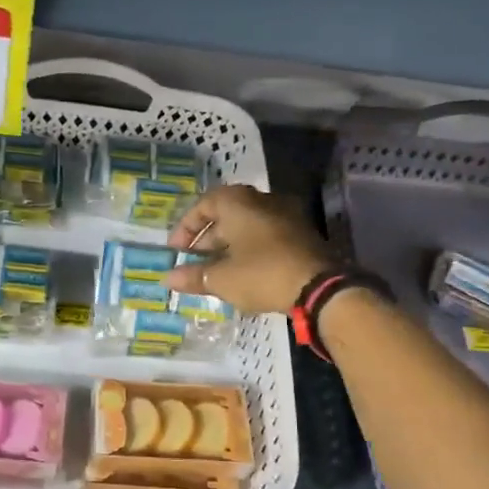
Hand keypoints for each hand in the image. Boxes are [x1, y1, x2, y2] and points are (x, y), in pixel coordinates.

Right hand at [163, 185, 335, 314]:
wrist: (320, 287)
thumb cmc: (262, 274)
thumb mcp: (222, 279)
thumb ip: (194, 276)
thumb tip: (168, 278)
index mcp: (239, 202)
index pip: (204, 204)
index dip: (186, 227)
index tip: (176, 250)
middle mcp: (263, 201)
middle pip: (226, 214)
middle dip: (207, 239)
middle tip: (194, 262)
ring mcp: (286, 216)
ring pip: (247, 226)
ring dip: (228, 246)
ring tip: (215, 271)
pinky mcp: (301, 235)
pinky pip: (265, 236)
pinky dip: (249, 250)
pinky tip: (242, 274)